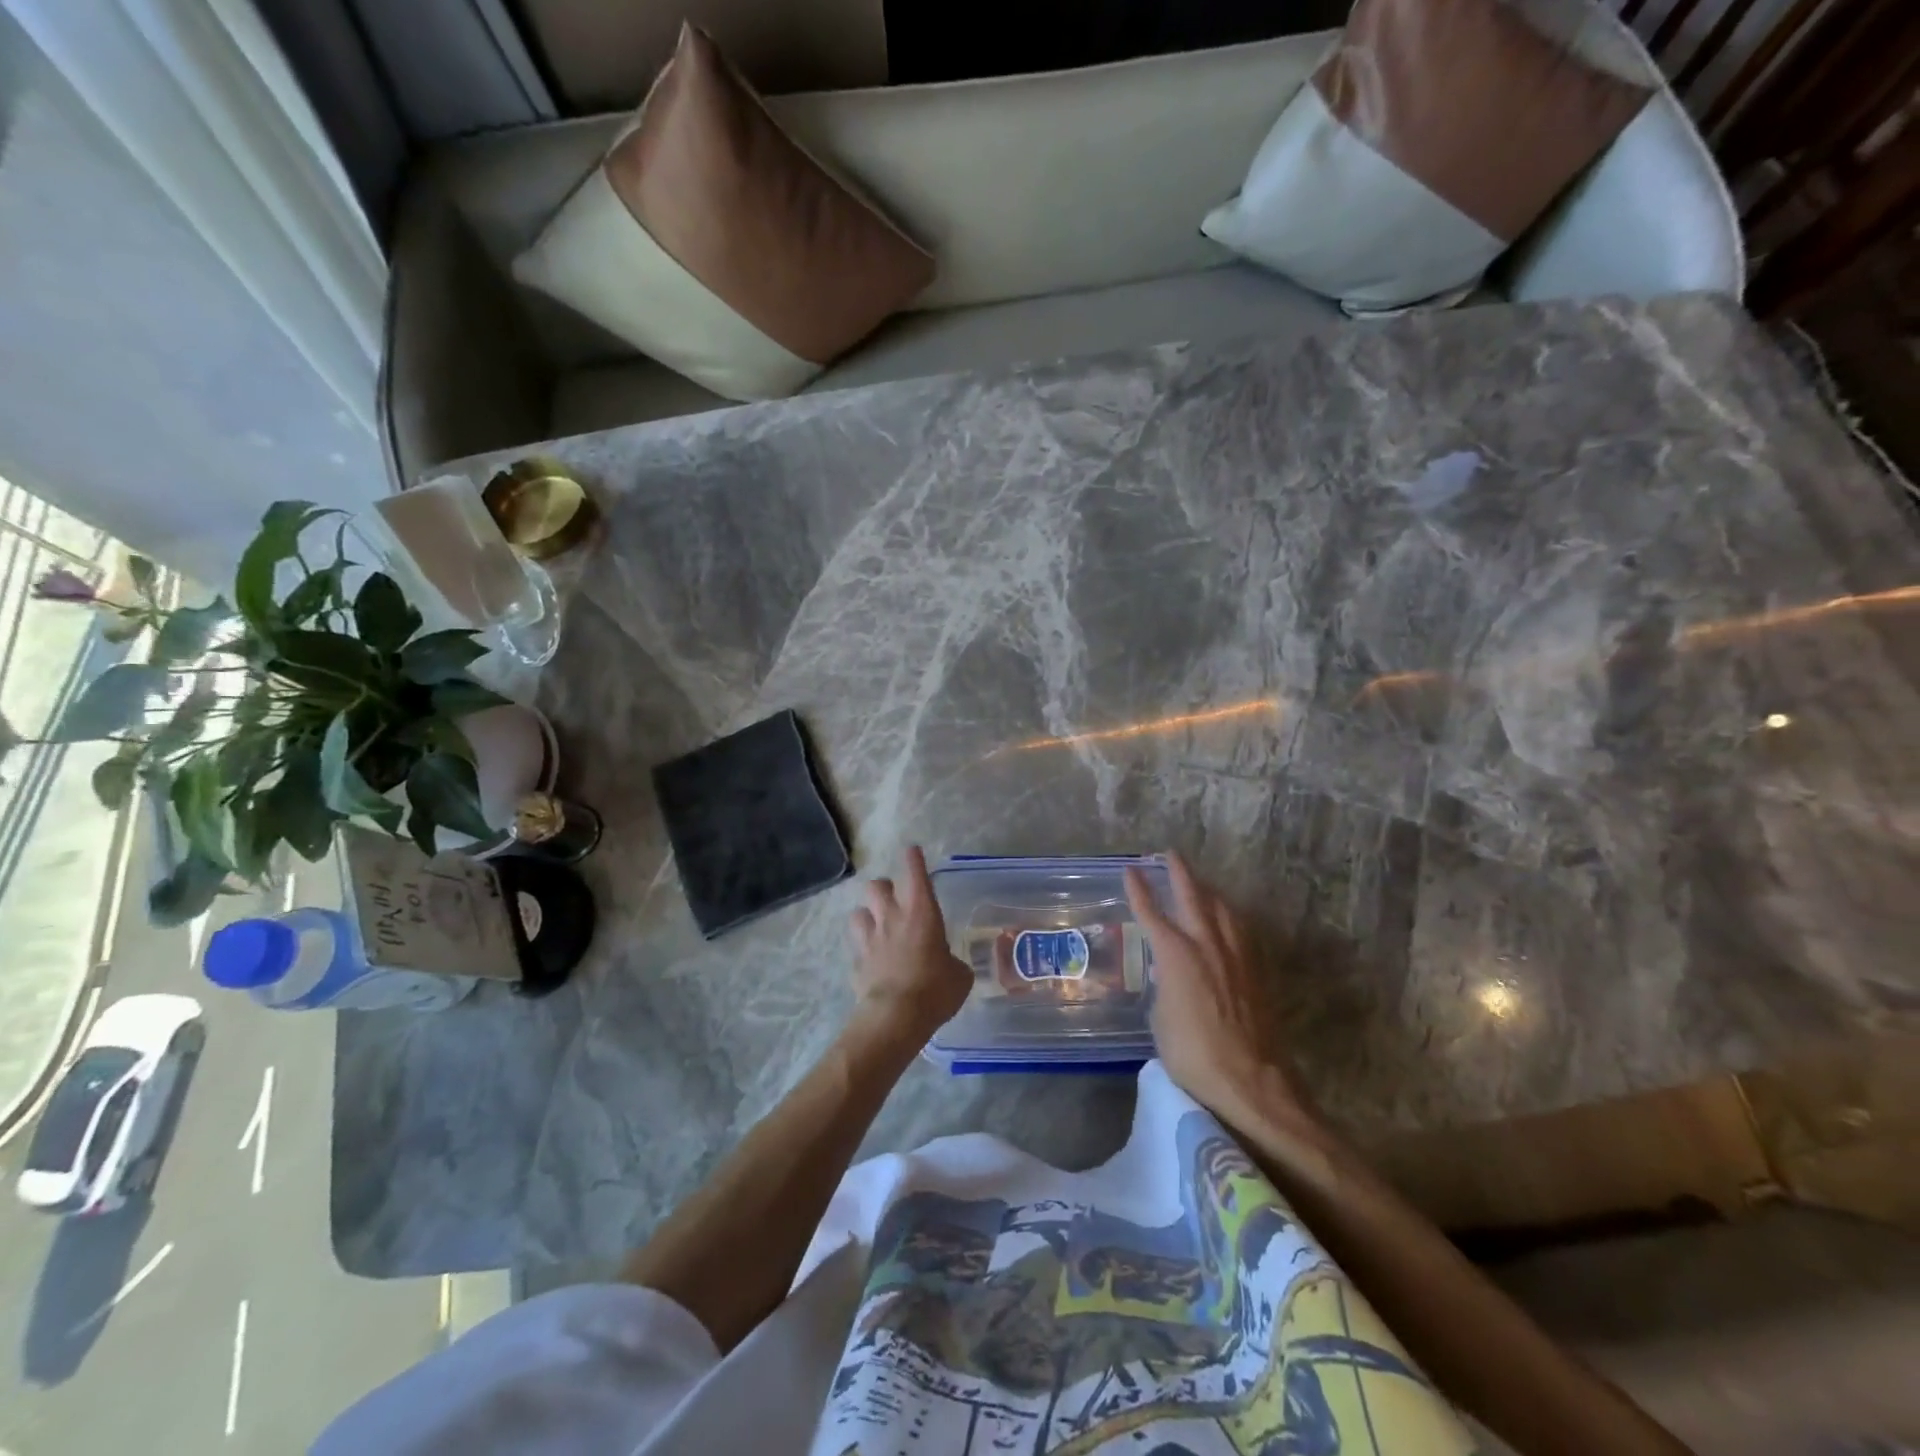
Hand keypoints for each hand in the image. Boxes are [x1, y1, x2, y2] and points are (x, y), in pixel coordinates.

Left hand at [849, 846, 971, 1041]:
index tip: (912, 852)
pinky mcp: (856, 961)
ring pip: (858, 911)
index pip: (915, 872)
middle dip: (885, 889)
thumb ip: (953, 962)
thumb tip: (950, 966)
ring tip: (877, 927)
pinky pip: (856, 946)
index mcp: (921, 911)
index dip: (913, 859)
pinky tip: (872, 960)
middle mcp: (892, 916)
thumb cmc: (935, 989)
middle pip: (877, 885)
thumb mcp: (959, 975)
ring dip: (868, 916)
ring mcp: (869, 938)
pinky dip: (863, 949)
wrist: (896, 1017)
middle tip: (895, 901)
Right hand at [1125, 852, 1311, 1129]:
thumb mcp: (1161, 1018)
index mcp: (1176, 954)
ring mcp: (1236, 956)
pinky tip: (1229, 920)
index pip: (1152, 913)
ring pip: (1223, 910)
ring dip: (1209, 891)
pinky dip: (1229, 917)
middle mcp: (1207, 945)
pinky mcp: (1256, 972)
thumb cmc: (1192, 1053)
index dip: (1139, 890)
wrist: (1249, 1079)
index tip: (1131, 869)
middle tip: (1171, 855)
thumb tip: (1170, 977)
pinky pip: (1240, 930)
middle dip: (1180, 873)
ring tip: (1202, 884)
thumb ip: (1165, 986)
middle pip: (1193, 897)